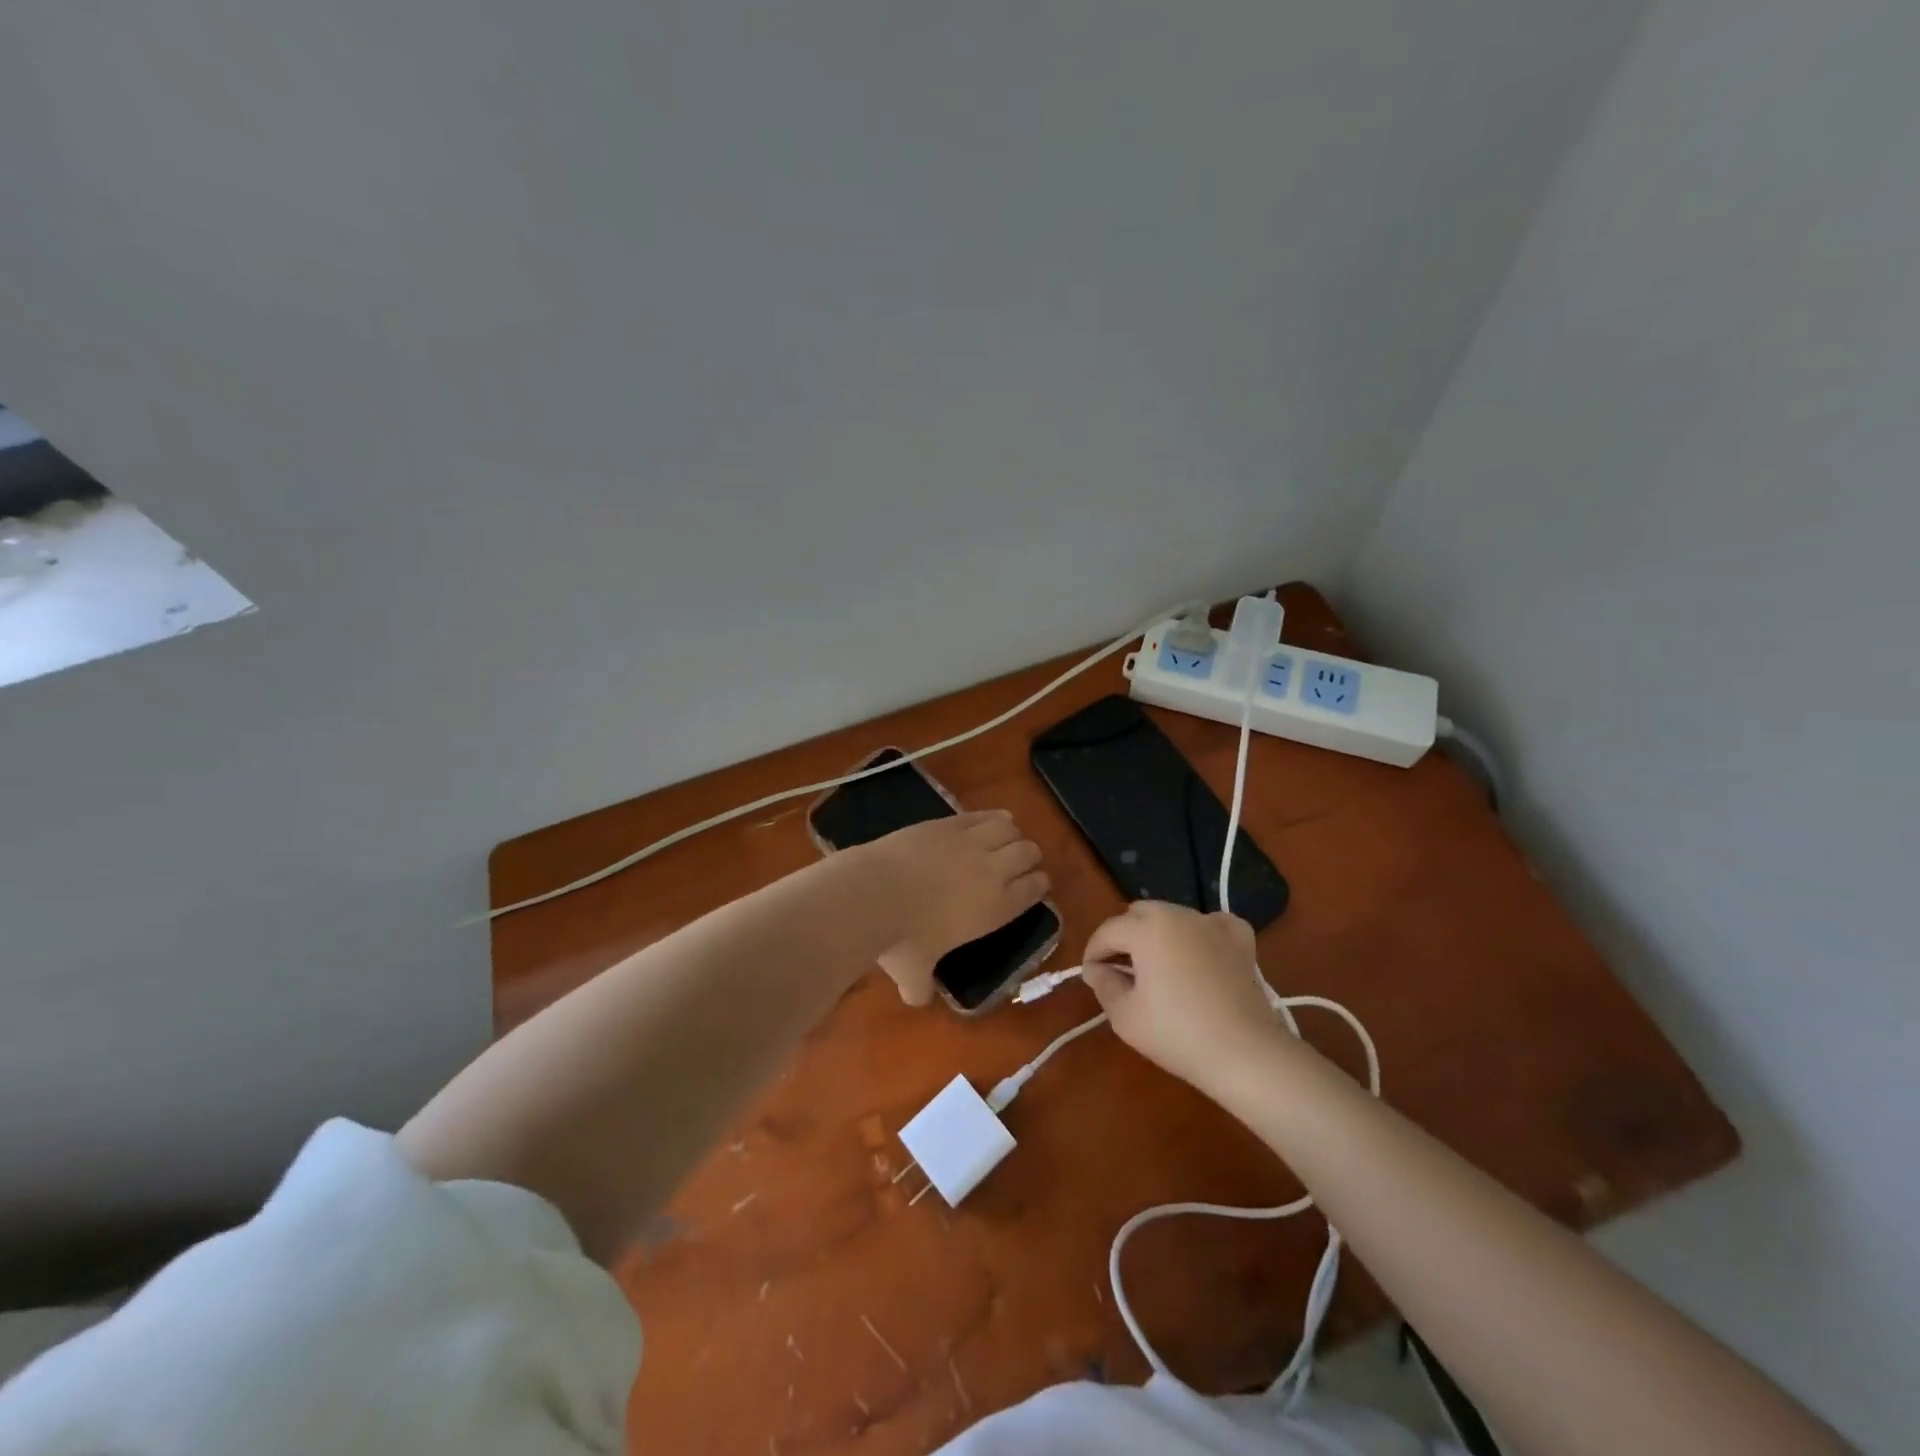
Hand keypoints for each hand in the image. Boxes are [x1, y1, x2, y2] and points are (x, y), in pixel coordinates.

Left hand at [862, 811, 1047, 1004]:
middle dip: (1029, 857)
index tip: (1036, 885)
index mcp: (996, 908)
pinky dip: (991, 817)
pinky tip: (989, 820)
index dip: (1038, 885)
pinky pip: (982, 815)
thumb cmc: (901, 940)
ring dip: (1011, 834)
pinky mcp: (948, 823)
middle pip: (1028, 853)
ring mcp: (970, 842)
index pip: (1034, 890)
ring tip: (1004, 839)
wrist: (873, 893)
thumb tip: (917, 999)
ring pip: (1009, 829)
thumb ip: (921, 987)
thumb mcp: (913, 973)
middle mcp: (993, 871)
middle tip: (1019, 863)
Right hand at [1081, 901, 1286, 1090]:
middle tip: (1120, 970)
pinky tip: (1199, 953)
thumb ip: (1103, 984)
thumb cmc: (1177, 1034)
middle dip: (1124, 937)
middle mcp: (1178, 914)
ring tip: (1157, 966)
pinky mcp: (1240, 939)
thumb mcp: (1124, 1016)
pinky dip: (1199, 933)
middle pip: (1138, 914)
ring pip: (1172, 916)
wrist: (1245, 1054)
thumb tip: (1096, 969)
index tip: (1090, 975)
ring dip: (1157, 934)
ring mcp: (1212, 923)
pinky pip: (1211, 924)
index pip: (1107, 931)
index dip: (1093, 952)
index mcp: (1146, 928)